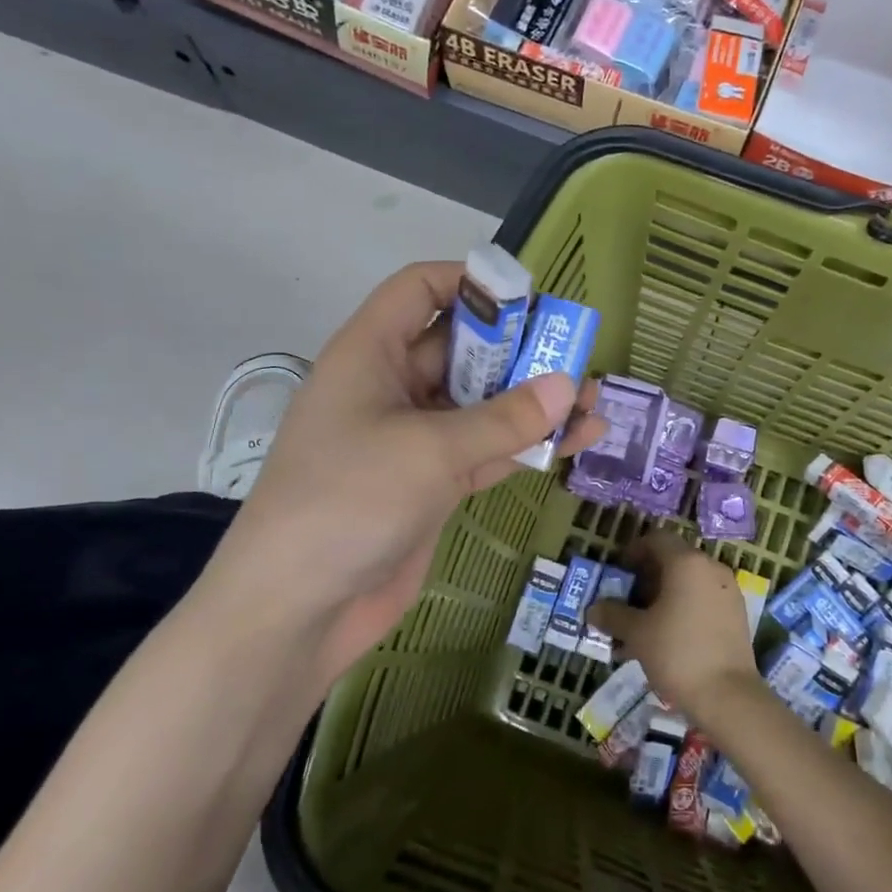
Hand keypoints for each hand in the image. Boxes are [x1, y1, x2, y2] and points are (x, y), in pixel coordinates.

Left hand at [193, 262, 604, 684]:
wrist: (297, 609)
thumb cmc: (349, 501)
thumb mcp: (430, 450)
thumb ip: (504, 418)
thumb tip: (569, 384)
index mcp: (371, 353)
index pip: (420, 289)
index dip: (472, 283)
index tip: (531, 298)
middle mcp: (391, 387)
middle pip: (461, 348)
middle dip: (519, 350)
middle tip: (579, 354)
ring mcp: (412, 439)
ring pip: (481, 405)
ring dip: (532, 402)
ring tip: (594, 401)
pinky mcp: (431, 485)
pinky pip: (485, 450)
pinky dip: (525, 446)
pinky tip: (575, 442)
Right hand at [590, 532, 763, 722]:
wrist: (728, 696)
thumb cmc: (677, 653)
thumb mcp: (637, 633)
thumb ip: (613, 615)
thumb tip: (593, 609)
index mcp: (687, 563)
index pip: (657, 539)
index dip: (634, 551)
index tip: (619, 573)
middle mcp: (711, 568)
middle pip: (673, 560)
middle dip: (646, 578)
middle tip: (626, 602)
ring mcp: (728, 591)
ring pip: (688, 583)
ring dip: (663, 596)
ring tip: (643, 625)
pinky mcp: (736, 614)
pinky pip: (703, 600)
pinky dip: (683, 609)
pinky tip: (667, 638)